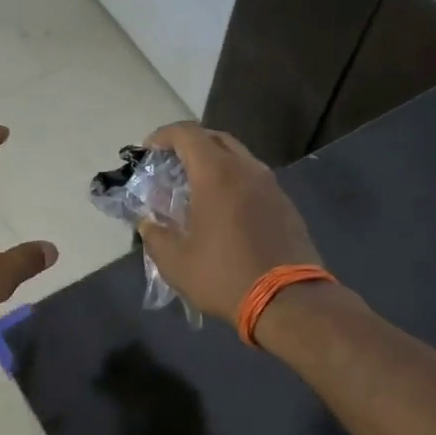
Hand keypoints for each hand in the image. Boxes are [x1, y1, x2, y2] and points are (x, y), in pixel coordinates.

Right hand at [136, 122, 321, 321]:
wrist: (288, 300)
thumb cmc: (224, 276)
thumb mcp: (175, 262)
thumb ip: (155, 235)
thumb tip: (147, 222)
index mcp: (216, 174)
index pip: (187, 134)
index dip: (163, 136)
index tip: (147, 151)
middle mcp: (246, 169)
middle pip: (215, 139)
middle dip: (189, 145)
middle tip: (170, 166)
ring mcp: (271, 186)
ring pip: (238, 158)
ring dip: (213, 164)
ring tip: (194, 189)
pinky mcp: (285, 205)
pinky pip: (253, 179)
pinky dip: (233, 182)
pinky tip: (223, 210)